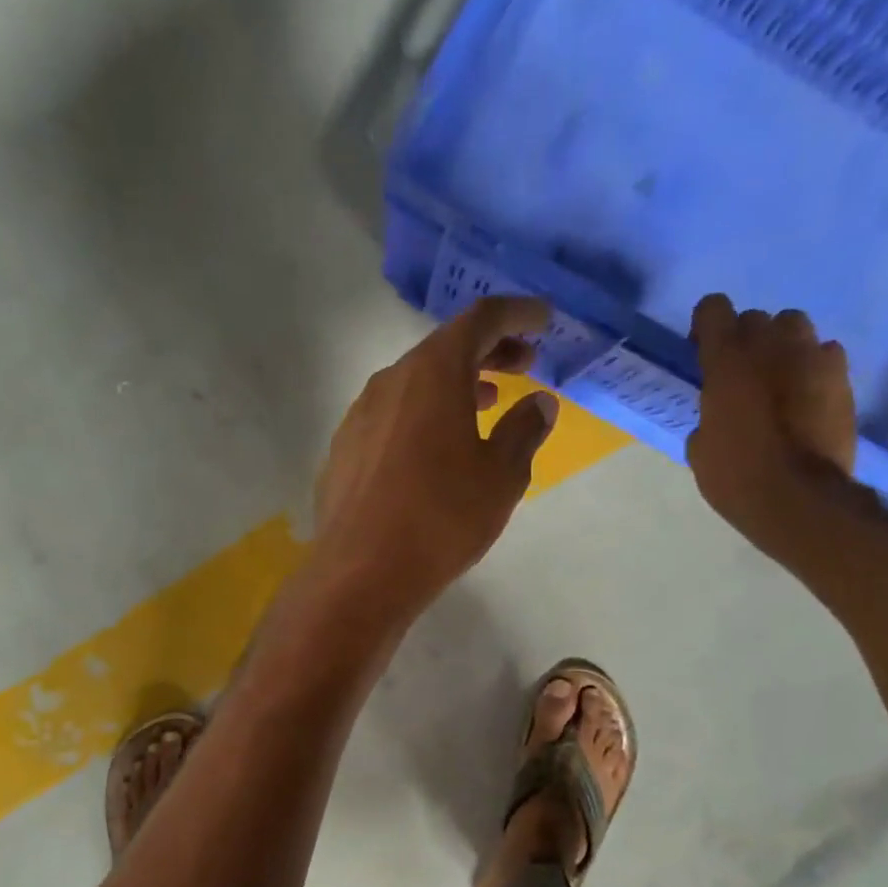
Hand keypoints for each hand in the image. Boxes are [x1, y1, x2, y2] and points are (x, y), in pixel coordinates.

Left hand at [311, 296, 559, 623]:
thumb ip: (524, 430)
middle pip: (443, 349)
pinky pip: (391, 418)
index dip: (517, 314)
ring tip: (483, 405)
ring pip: (414, 385)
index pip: (480, 320)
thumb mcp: (501, 476)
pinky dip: (421, 417)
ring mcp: (359, 416)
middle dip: (488, 351)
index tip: (544, 321)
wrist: (361, 572)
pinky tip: (434, 450)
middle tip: (522, 365)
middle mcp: (390, 382)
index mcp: (433, 373)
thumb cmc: (442, 518)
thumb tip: (538, 404)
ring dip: (453, 387)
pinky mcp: (343, 451)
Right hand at [684, 294, 857, 552]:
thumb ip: (708, 415)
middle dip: (745, 341)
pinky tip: (806, 396)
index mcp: (727, 360)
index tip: (703, 352)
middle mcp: (771, 345)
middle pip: (756, 319)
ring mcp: (812, 357)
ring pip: (794, 327)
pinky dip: (812, 368)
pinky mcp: (842, 376)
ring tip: (777, 380)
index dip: (706, 327)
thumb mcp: (700, 449)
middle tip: (740, 375)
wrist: (798, 498)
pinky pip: (824, 354)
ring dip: (781, 346)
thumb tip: (718, 414)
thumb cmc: (736, 476)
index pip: (713, 308)